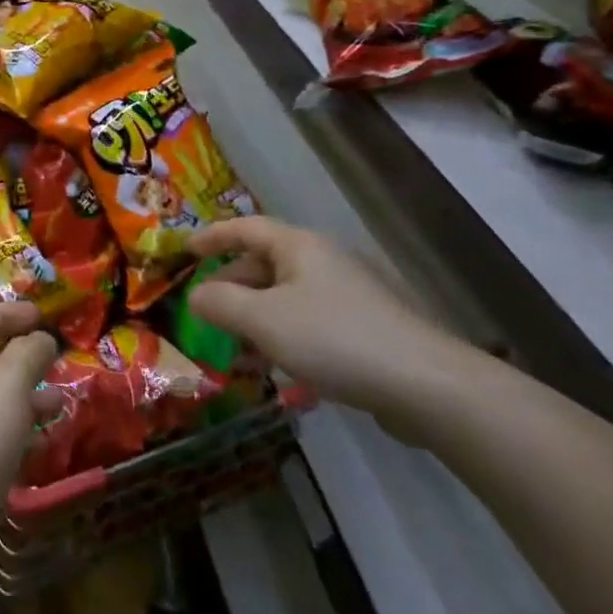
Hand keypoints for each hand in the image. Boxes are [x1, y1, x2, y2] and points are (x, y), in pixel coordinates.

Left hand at [0, 303, 57, 559]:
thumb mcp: (8, 380)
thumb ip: (28, 352)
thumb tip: (41, 338)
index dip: (9, 313)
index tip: (41, 314)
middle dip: (21, 357)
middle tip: (55, 359)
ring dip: (25, 397)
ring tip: (60, 403)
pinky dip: (18, 432)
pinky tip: (43, 442)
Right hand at [188, 217, 472, 421]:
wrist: (427, 385)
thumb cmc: (334, 339)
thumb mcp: (263, 320)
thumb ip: (220, 304)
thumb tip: (195, 296)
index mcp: (299, 246)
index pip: (245, 228)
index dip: (212, 236)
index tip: (185, 250)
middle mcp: (324, 260)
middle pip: (265, 262)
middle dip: (232, 285)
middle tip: (206, 311)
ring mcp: (349, 293)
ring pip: (287, 295)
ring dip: (256, 315)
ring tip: (236, 347)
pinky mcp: (367, 327)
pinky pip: (310, 319)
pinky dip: (284, 334)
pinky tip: (279, 367)